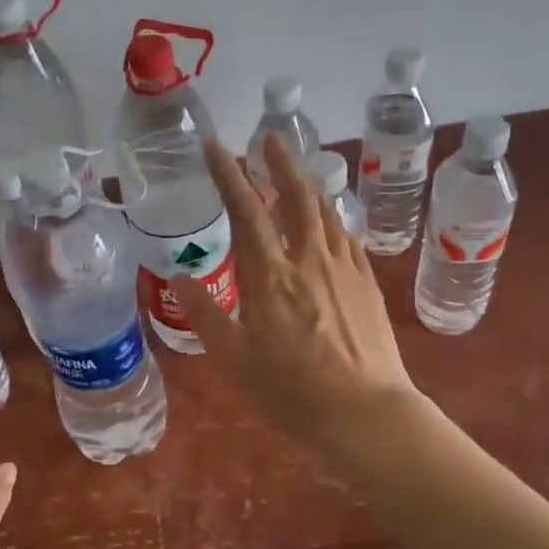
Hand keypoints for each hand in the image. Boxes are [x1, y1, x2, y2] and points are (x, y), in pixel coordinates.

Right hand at [175, 134, 416, 449]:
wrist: (365, 411)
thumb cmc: (292, 390)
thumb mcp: (235, 360)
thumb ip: (207, 315)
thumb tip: (181, 278)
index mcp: (271, 276)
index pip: (246, 211)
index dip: (229, 175)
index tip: (215, 147)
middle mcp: (309, 259)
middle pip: (295, 197)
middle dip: (279, 163)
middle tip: (269, 138)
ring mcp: (344, 268)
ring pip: (326, 212)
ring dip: (308, 185)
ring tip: (296, 172)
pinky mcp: (368, 283)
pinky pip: (347, 237)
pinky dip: (333, 218)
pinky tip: (330, 221)